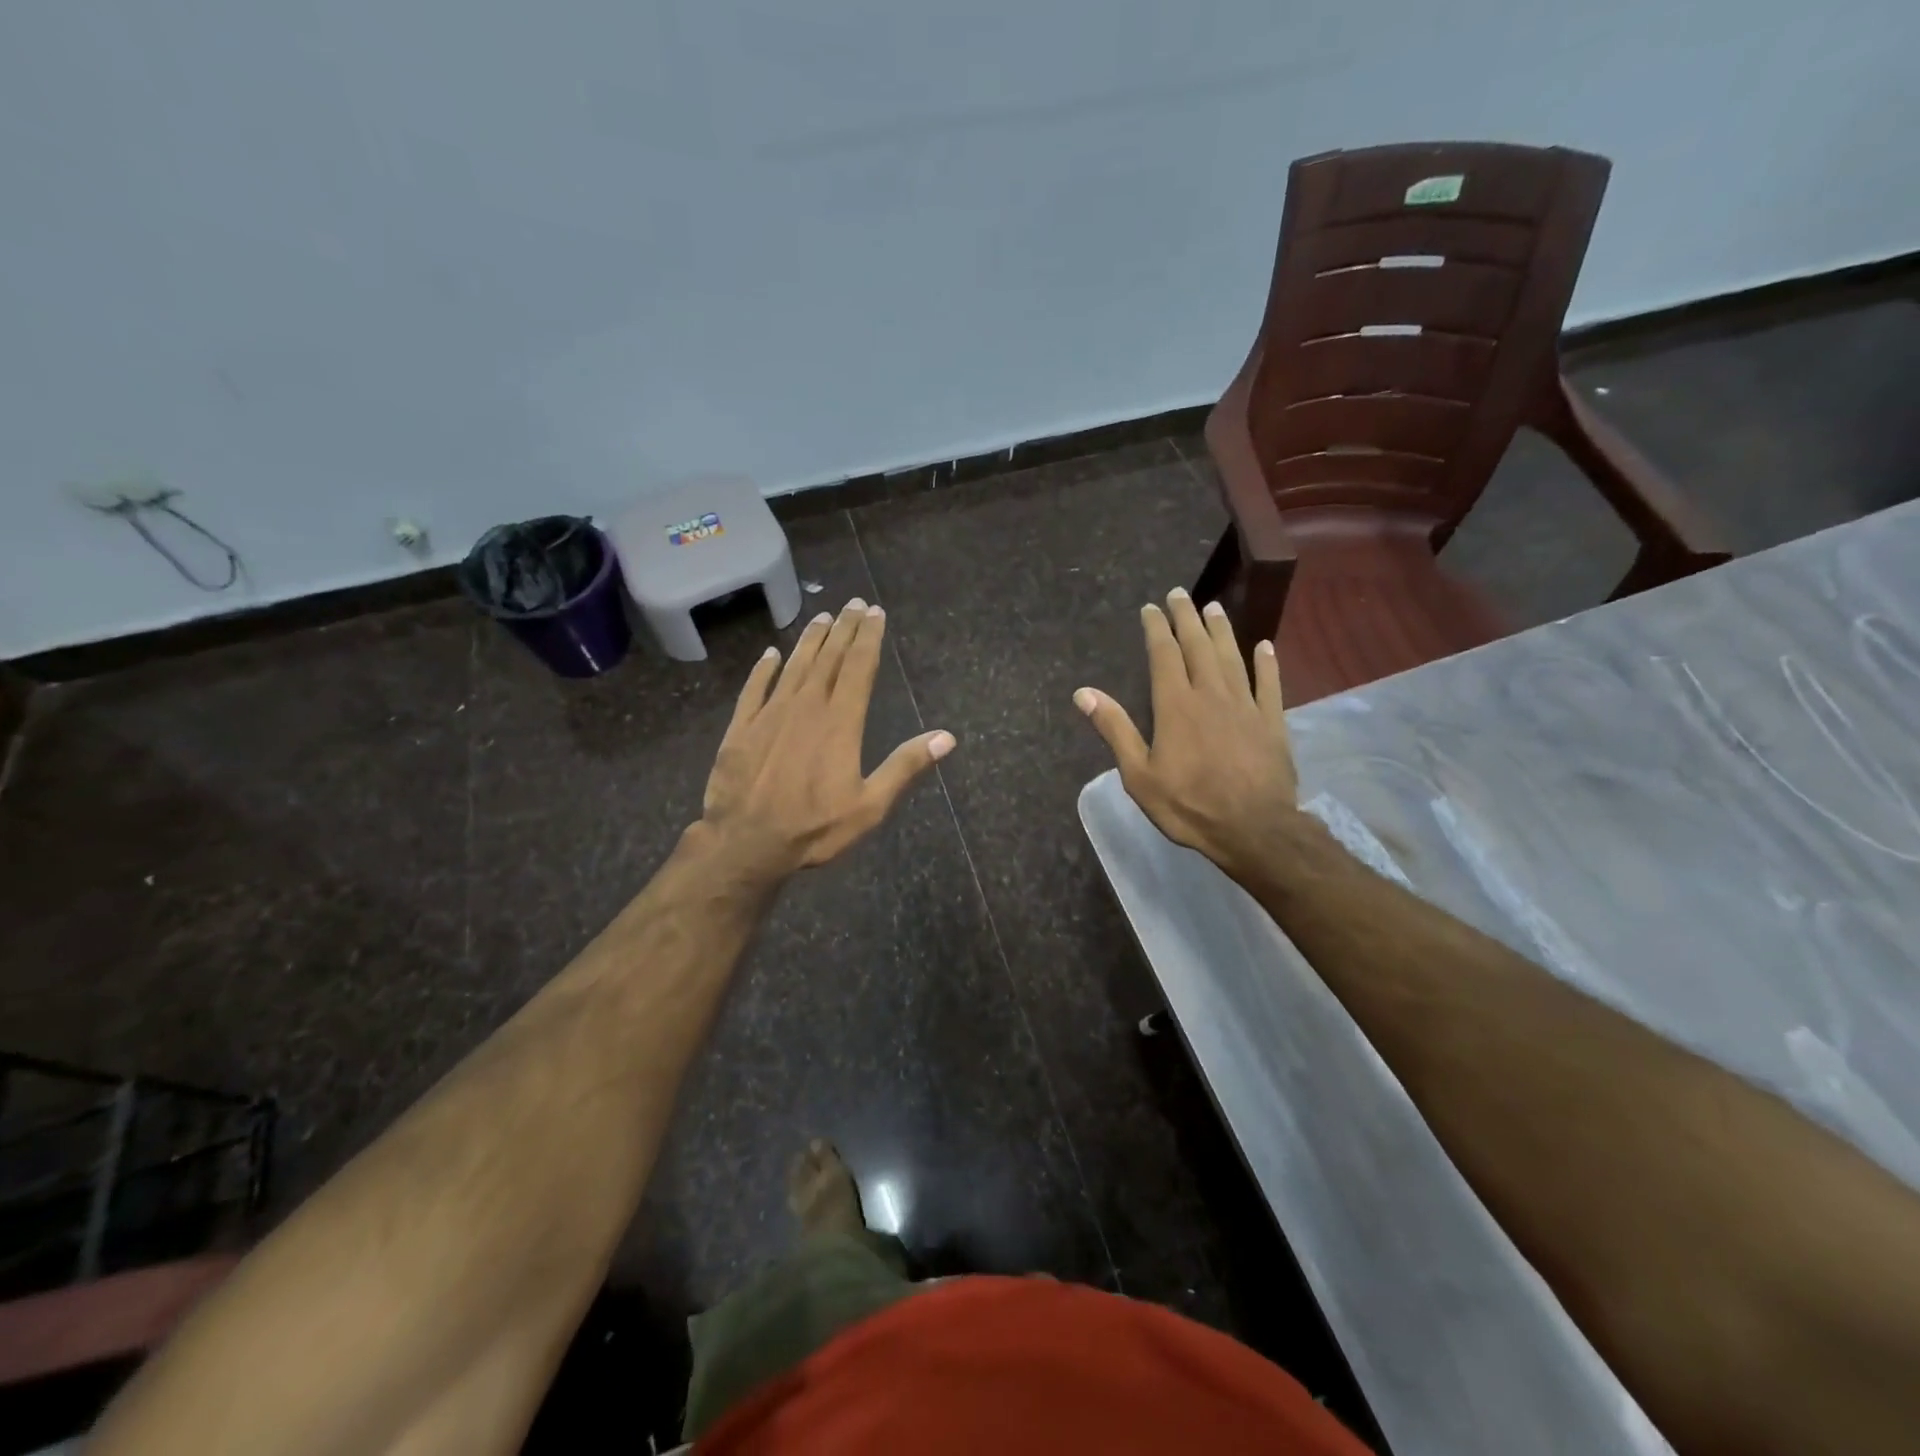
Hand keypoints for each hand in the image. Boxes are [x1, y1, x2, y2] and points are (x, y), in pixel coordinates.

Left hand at [695, 598, 954, 883]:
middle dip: (844, 629)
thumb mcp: (870, 805)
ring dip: (810, 640)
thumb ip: (906, 767)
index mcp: (840, 722)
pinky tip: (770, 654)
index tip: (875, 613)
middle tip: (853, 603)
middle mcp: (806, 707)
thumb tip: (947, 737)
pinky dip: (764, 669)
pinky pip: (755, 688)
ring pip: (794, 666)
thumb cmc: (814, 828)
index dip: (868, 637)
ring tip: (822, 617)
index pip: (859, 667)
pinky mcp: (741, 727)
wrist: (745, 843)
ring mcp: (770, 714)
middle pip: (829, 658)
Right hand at [1075, 588, 1295, 881]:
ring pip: (1232, 657)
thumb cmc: (1189, 805)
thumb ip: (1115, 729)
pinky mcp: (1272, 721)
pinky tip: (1265, 646)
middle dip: (1187, 618)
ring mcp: (1245, 705)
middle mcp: (1211, 694)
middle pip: (1198, 646)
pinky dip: (1267, 662)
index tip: (1151, 608)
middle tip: (1181, 594)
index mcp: (1175, 705)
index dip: (1156, 628)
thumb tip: (1084, 693)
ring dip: (1222, 630)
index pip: (1164, 655)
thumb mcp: (1139, 774)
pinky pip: (1270, 683)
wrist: (1253, 828)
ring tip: (1214, 608)